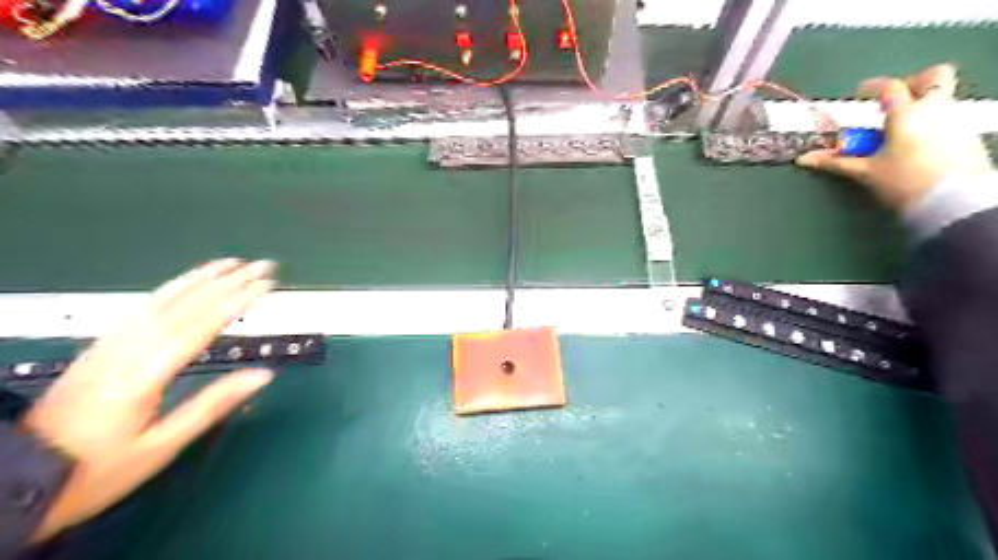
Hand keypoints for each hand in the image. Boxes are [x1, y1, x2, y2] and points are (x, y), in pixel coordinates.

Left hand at [20, 258, 276, 542]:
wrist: (18, 478)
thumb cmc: (98, 470)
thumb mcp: (163, 445)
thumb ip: (214, 404)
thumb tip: (263, 375)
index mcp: (146, 373)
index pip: (202, 325)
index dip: (237, 301)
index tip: (267, 284)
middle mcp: (128, 349)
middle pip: (186, 305)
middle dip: (229, 282)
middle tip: (263, 265)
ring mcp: (111, 344)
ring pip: (163, 300)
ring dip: (202, 278)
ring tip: (232, 263)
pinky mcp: (102, 346)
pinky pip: (144, 306)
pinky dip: (173, 288)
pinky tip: (188, 282)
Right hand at [793, 64, 992, 211]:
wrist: (953, 201)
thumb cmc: (905, 183)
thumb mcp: (865, 172)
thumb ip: (835, 161)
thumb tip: (805, 159)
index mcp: (906, 114)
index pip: (889, 88)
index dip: (873, 87)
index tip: (862, 93)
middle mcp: (936, 109)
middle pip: (934, 77)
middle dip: (914, 82)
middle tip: (895, 102)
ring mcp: (957, 120)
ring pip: (943, 99)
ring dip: (922, 107)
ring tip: (901, 131)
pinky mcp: (969, 135)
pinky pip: (950, 119)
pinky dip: (933, 124)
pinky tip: (919, 145)